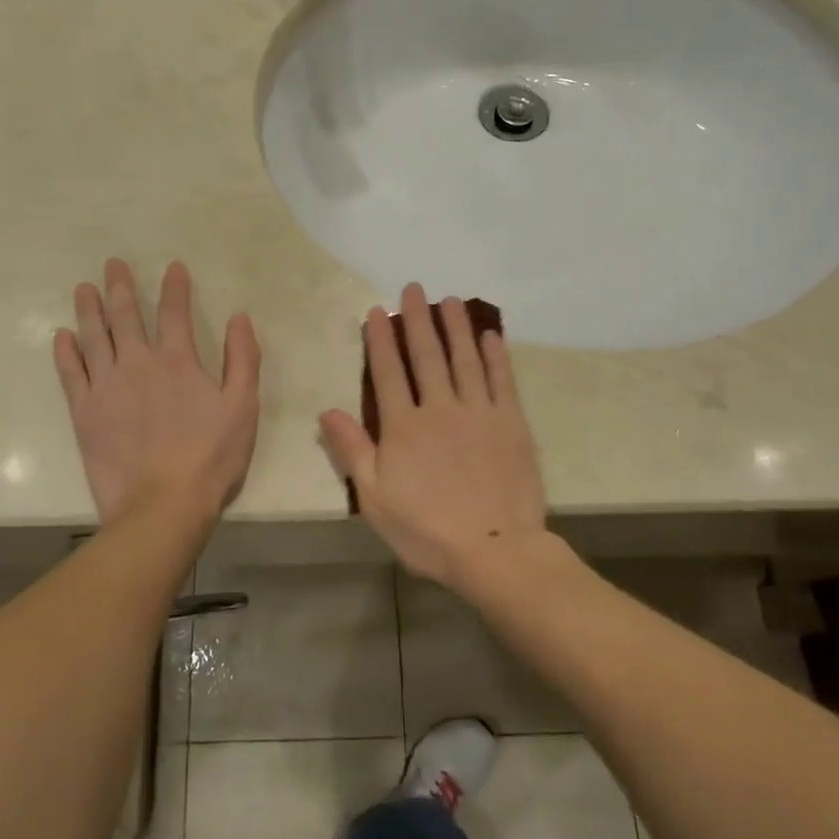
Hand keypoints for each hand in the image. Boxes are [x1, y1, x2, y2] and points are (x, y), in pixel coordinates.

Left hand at [54, 259, 260, 523]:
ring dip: (89, 309)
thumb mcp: (243, 407)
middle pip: (125, 316)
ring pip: (93, 337)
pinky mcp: (84, 412)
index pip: (174, 312)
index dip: (174, 287)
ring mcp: (106, 386)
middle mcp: (138, 363)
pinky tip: (62, 335)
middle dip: (120, 286)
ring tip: (84, 289)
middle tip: (112, 264)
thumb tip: (240, 318)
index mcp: (178, 361)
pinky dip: (66, 352)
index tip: (172, 267)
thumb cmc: (211, 457)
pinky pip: (71, 373)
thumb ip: (243, 359)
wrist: (163, 504)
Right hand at [319, 284, 548, 592]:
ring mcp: (479, 413)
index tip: (378, 310)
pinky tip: (491, 335)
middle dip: (418, 319)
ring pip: (465, 359)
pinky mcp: (511, 423)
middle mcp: (440, 409)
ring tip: (450, 300)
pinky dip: (496, 355)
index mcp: (403, 427)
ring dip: (456, 327)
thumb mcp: (375, 498)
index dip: (381, 339)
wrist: (493, 550)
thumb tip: (327, 411)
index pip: (388, 372)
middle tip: (414, 288)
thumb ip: (352, 451)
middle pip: (427, 355)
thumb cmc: (426, 531)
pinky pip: (502, 380)